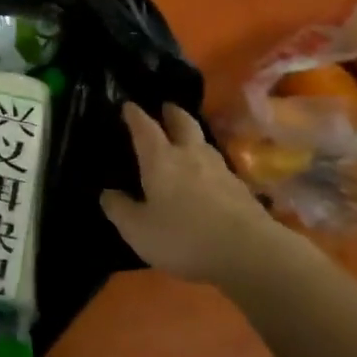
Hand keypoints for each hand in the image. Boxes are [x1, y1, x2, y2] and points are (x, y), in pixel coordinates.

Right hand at [101, 103, 283, 283]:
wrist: (249, 251)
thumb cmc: (183, 237)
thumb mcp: (138, 230)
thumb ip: (119, 209)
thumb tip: (107, 193)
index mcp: (160, 159)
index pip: (144, 128)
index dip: (134, 115)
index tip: (128, 105)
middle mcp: (190, 155)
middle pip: (183, 123)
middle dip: (172, 113)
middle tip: (166, 108)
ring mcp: (220, 170)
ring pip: (204, 143)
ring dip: (194, 136)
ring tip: (187, 140)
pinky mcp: (241, 189)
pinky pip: (220, 167)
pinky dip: (210, 164)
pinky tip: (209, 176)